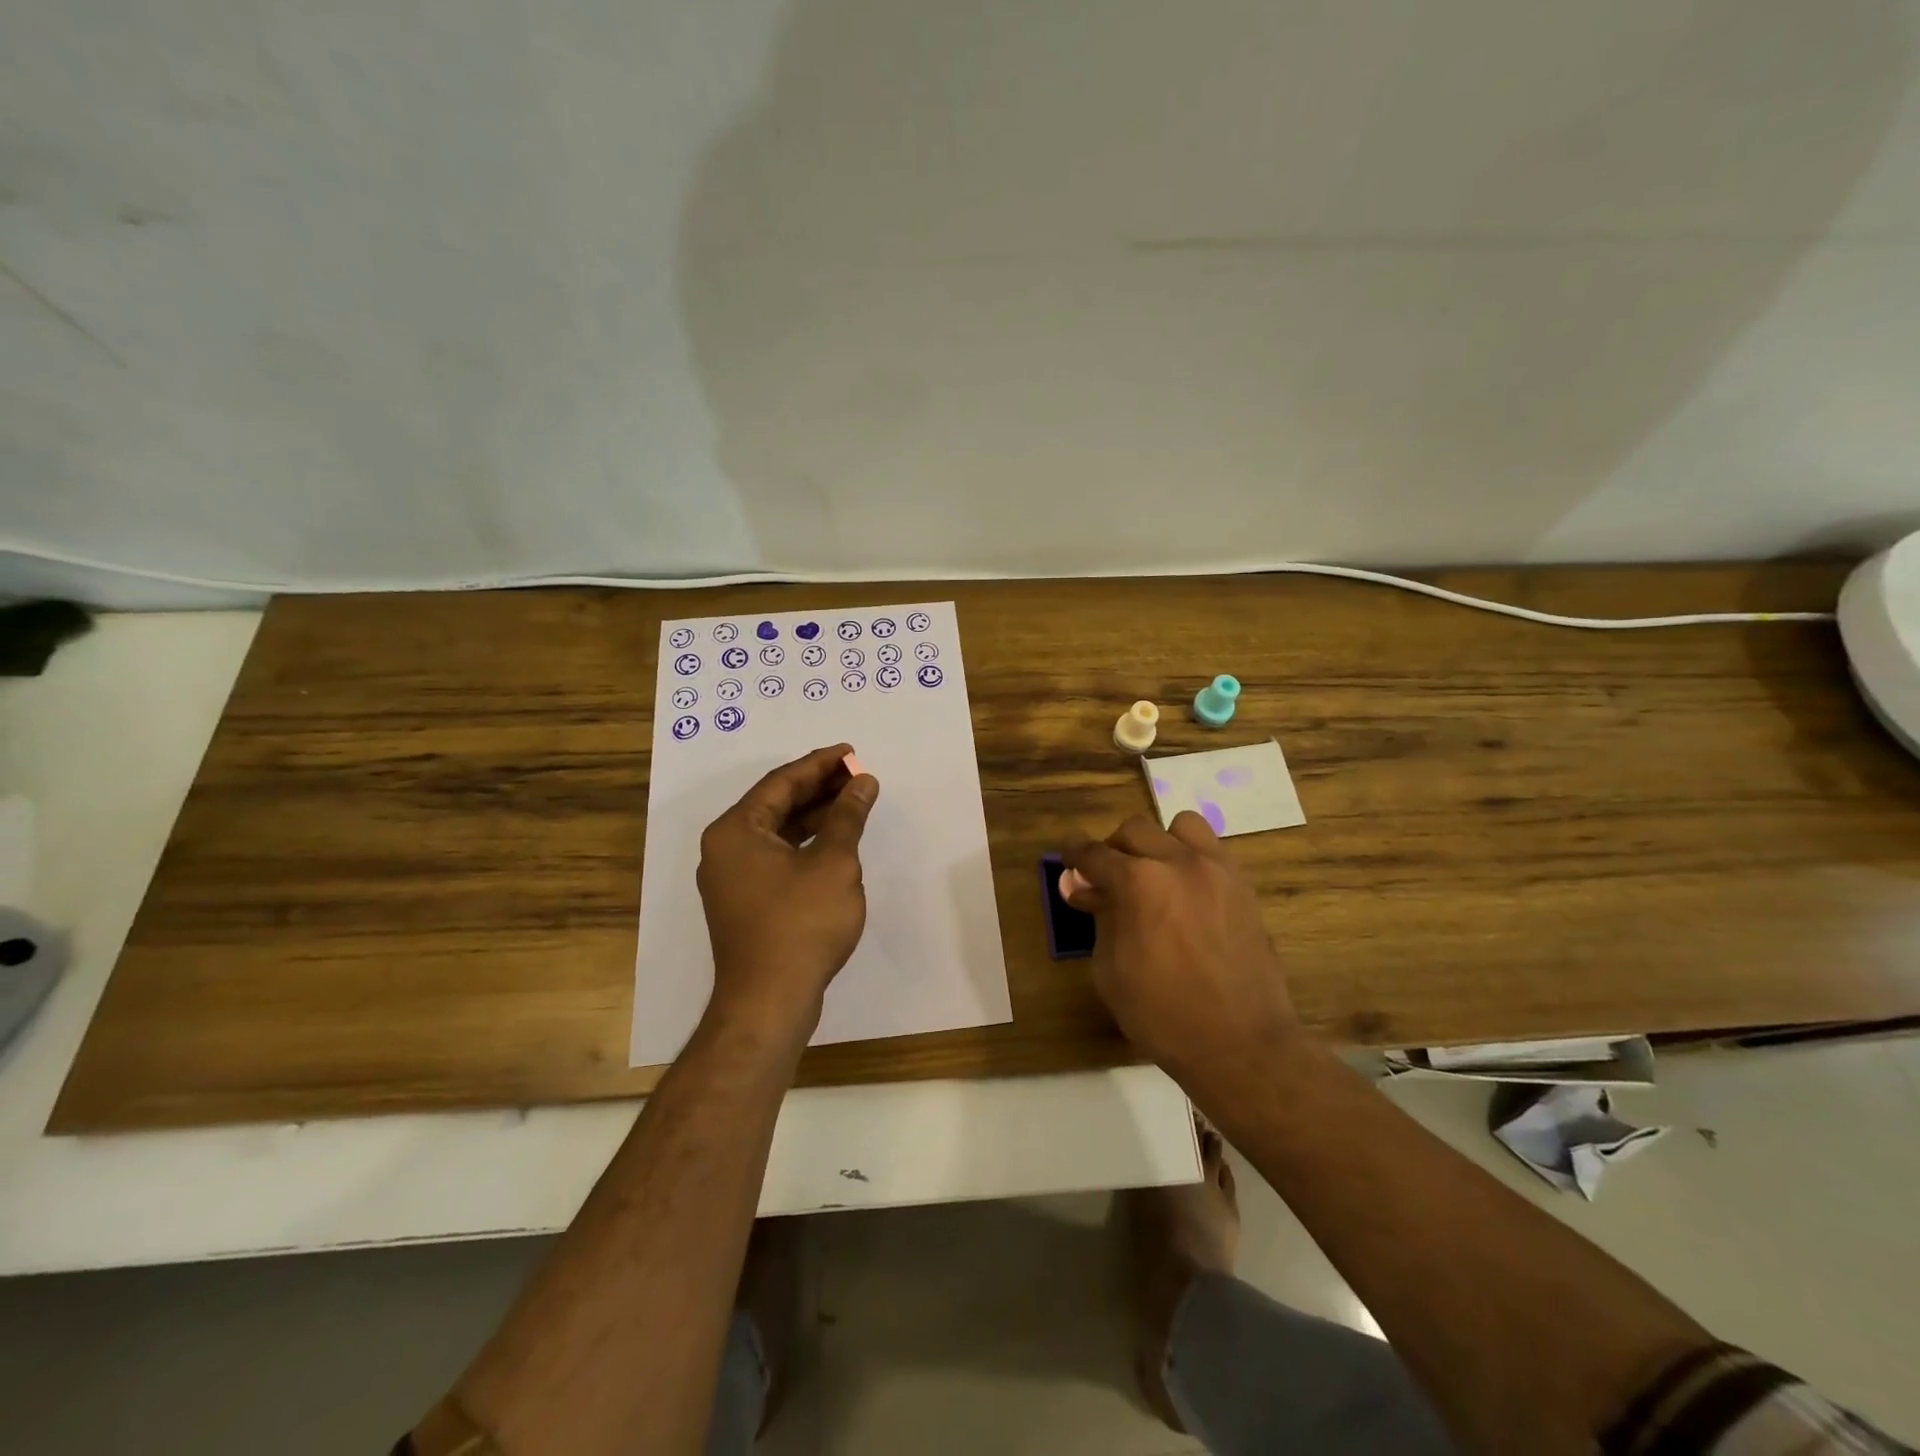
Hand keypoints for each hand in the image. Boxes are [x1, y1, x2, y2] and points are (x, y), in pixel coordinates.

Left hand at [696, 743, 878, 1040]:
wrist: (769, 1002)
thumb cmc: (801, 923)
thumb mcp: (833, 862)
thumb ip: (847, 816)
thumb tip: (862, 782)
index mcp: (736, 830)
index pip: (781, 782)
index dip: (820, 764)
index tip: (851, 752)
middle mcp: (725, 848)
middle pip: (776, 804)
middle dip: (819, 788)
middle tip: (857, 775)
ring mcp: (732, 878)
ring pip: (777, 832)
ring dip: (814, 816)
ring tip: (853, 803)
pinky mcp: (745, 903)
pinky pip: (776, 857)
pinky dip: (805, 844)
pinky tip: (834, 842)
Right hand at [1062, 812, 1299, 1087]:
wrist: (1242, 1045)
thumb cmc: (1162, 1015)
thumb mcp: (1109, 970)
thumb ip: (1098, 918)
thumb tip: (1084, 888)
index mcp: (1137, 882)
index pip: (1094, 854)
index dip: (1074, 858)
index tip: (1068, 865)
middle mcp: (1177, 861)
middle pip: (1134, 830)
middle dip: (1113, 851)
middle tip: (1107, 881)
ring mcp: (1216, 869)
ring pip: (1179, 826)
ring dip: (1158, 844)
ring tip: (1154, 875)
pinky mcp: (1242, 885)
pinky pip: (1211, 849)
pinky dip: (1190, 857)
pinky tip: (1184, 891)